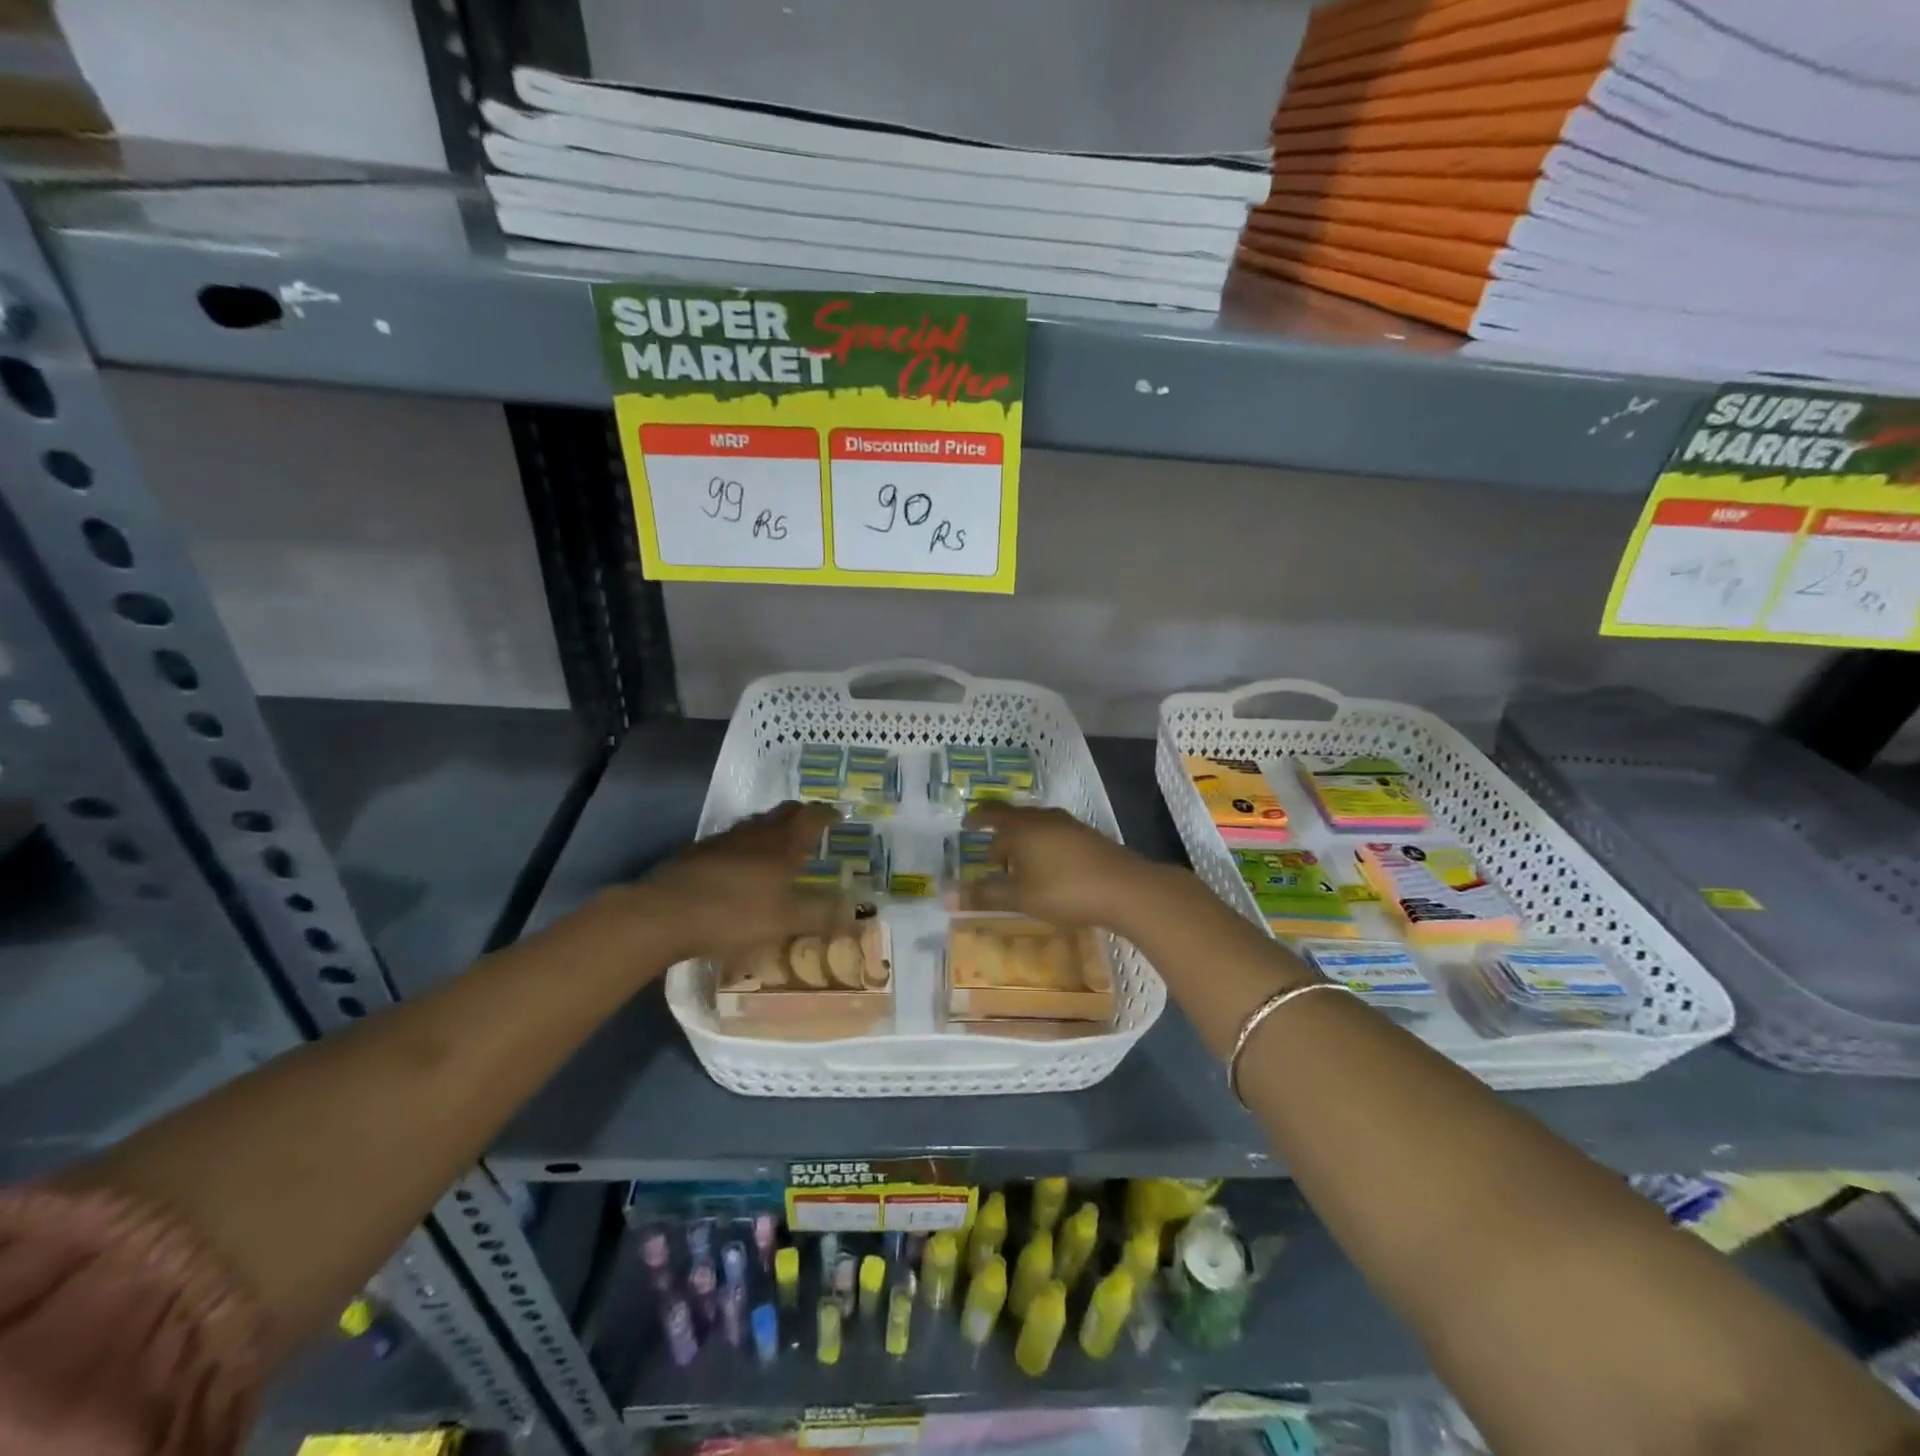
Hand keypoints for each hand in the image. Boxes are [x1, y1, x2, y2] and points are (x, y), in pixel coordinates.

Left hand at [635, 802, 849, 962]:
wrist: (665, 913)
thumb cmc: (734, 914)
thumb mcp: (785, 922)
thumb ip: (822, 917)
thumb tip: (858, 915)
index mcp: (783, 844)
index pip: (812, 816)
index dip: (828, 815)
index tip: (839, 818)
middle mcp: (757, 833)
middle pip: (784, 812)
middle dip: (802, 816)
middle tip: (813, 828)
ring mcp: (724, 839)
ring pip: (756, 824)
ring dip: (772, 829)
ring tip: (779, 847)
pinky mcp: (698, 851)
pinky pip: (732, 840)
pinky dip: (746, 846)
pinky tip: (740, 868)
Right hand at [960, 802, 1159, 928]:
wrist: (1126, 888)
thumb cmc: (1065, 890)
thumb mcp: (1020, 897)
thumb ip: (984, 894)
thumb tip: (945, 893)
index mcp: (1022, 827)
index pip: (991, 813)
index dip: (976, 818)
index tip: (966, 826)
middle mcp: (1044, 818)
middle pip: (1015, 819)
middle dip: (1000, 836)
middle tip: (991, 859)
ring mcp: (1069, 825)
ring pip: (1036, 827)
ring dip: (1022, 843)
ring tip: (1018, 867)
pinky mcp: (1088, 837)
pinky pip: (1054, 834)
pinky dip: (1042, 846)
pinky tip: (1048, 870)